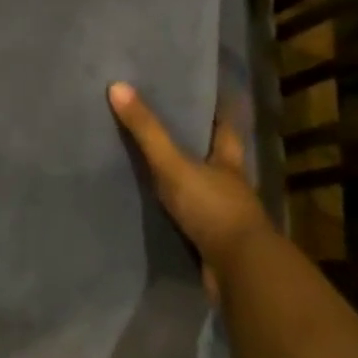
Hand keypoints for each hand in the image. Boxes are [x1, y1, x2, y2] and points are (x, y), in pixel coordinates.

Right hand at [109, 83, 269, 286]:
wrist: (240, 272)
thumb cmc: (213, 209)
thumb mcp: (174, 165)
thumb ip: (147, 130)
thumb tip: (117, 85)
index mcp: (228, 161)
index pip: (226, 127)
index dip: (217, 109)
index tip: (205, 93)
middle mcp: (231, 185)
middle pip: (215, 157)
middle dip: (197, 144)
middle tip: (167, 124)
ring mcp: (225, 216)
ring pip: (203, 189)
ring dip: (186, 180)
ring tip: (153, 165)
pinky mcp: (214, 243)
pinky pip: (192, 219)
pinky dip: (178, 213)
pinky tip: (157, 209)